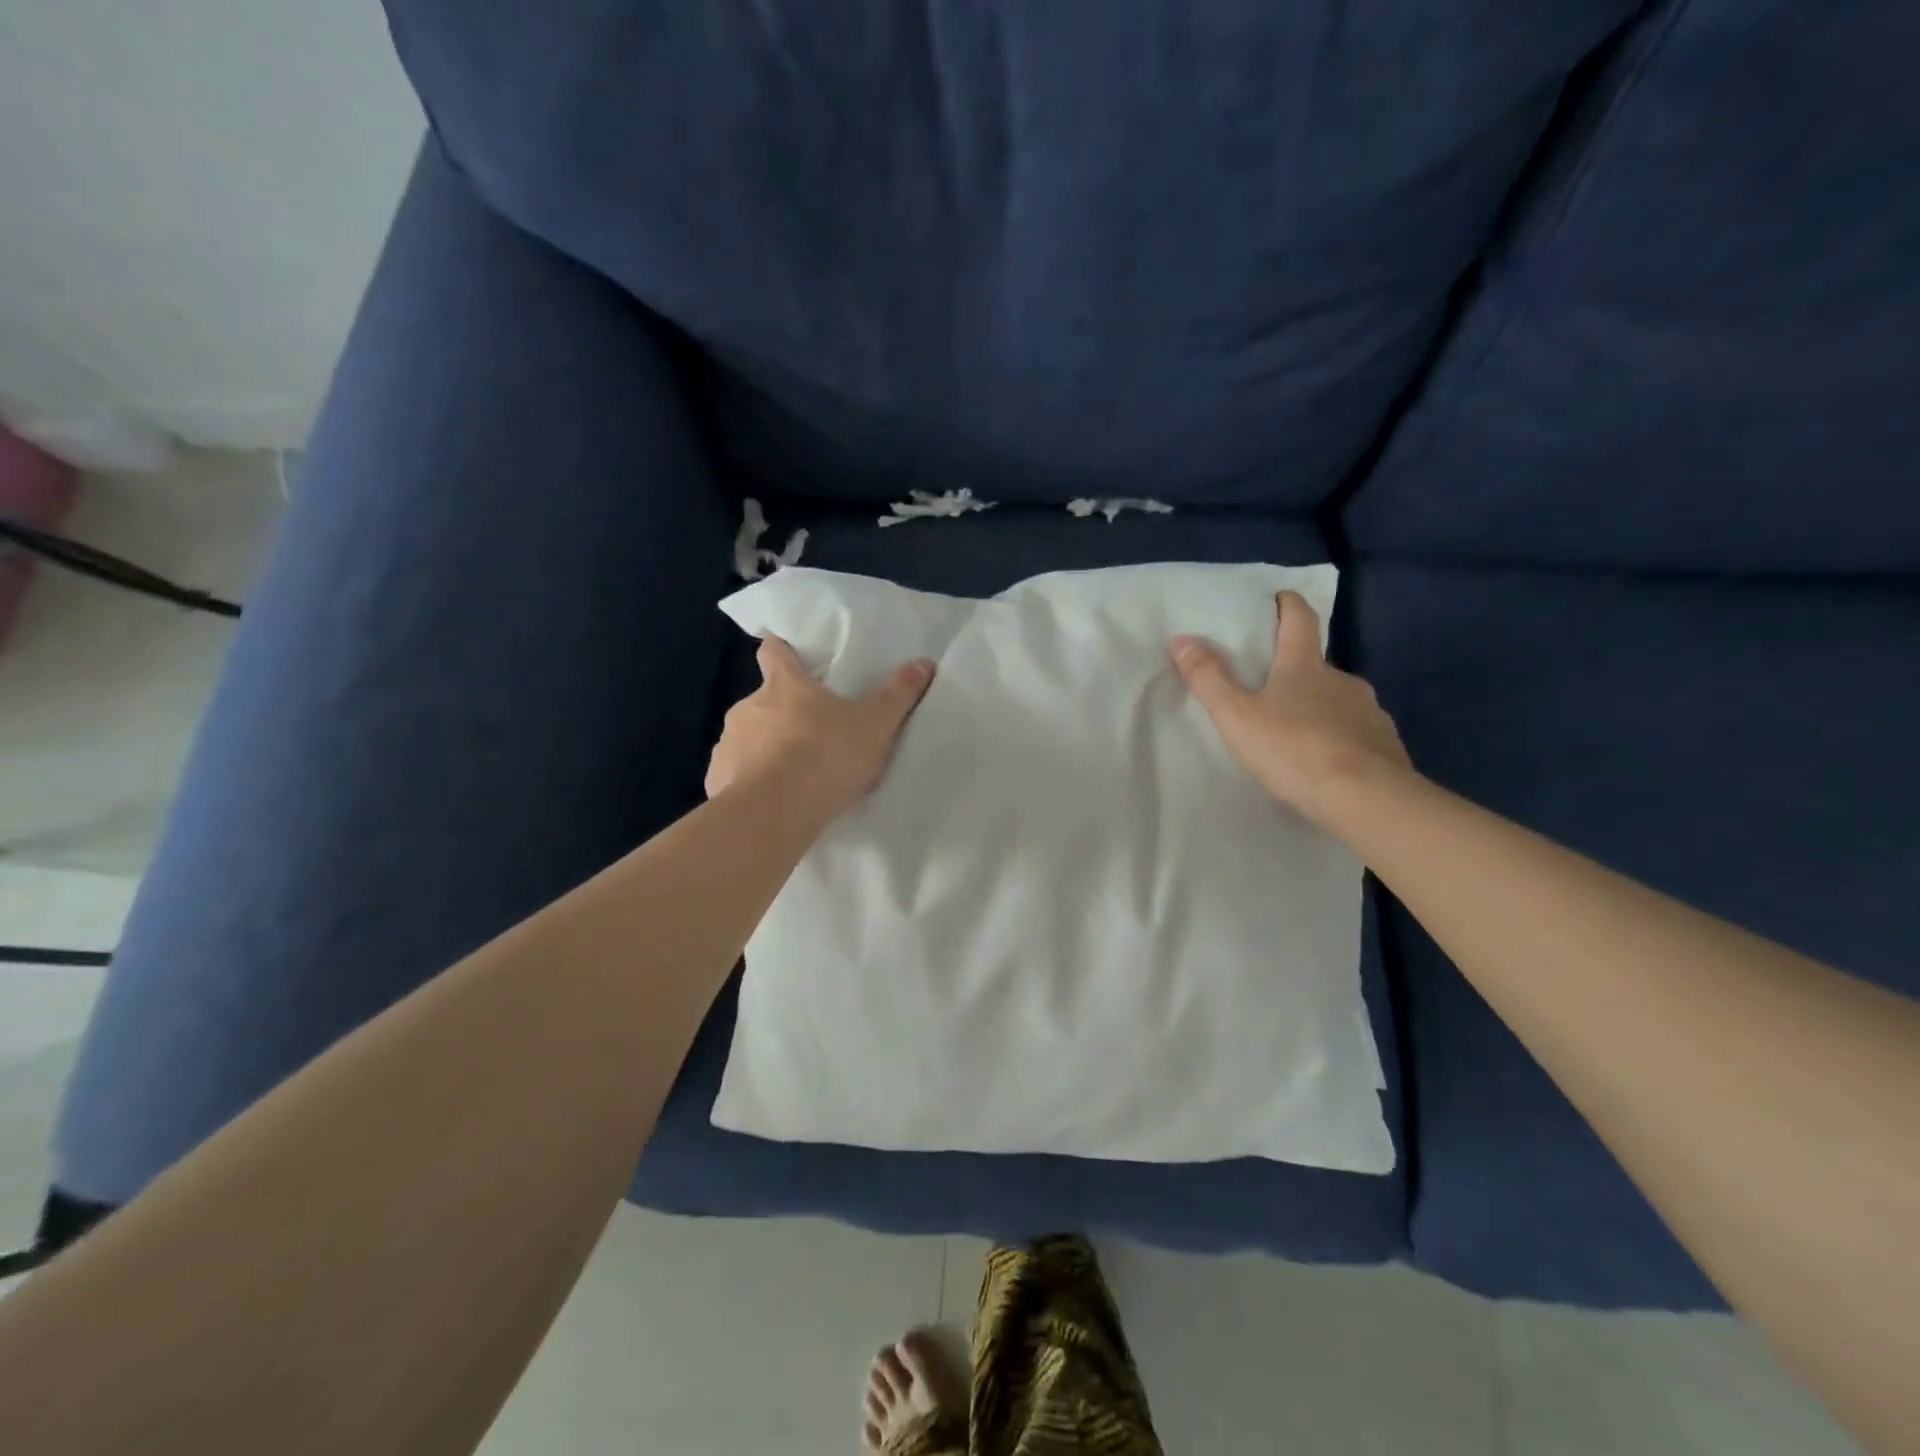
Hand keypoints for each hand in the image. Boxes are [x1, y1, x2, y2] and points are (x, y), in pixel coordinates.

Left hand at [706, 637, 935, 820]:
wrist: (774, 813)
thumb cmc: (825, 756)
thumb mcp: (874, 724)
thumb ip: (898, 694)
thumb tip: (924, 662)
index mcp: (784, 685)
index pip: (774, 650)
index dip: (782, 649)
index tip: (791, 655)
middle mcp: (749, 706)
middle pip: (765, 699)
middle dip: (785, 711)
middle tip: (814, 732)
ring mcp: (729, 743)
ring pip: (749, 737)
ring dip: (767, 748)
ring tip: (794, 774)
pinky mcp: (717, 779)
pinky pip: (735, 774)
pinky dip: (750, 781)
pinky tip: (771, 800)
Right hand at [1169, 590, 1412, 827]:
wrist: (1365, 799)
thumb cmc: (1294, 750)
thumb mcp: (1237, 716)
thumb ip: (1209, 678)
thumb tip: (1180, 639)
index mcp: (1305, 666)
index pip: (1299, 620)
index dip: (1288, 605)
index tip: (1279, 597)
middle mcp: (1342, 680)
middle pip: (1316, 664)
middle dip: (1295, 670)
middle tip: (1270, 688)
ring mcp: (1369, 712)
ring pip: (1338, 700)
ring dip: (1318, 707)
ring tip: (1295, 732)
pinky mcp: (1385, 744)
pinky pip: (1357, 732)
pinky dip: (1339, 738)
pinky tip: (1325, 761)